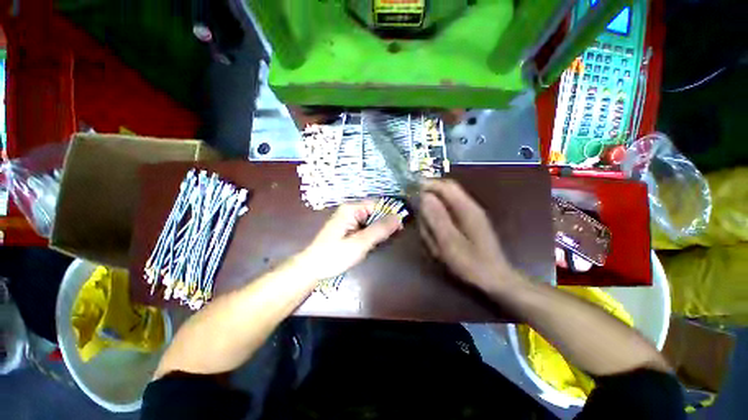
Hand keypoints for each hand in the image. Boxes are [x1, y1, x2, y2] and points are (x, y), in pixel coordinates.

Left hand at [294, 201, 401, 281]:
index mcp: (351, 208)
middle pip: (375, 211)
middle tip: (390, 240)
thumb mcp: (360, 243)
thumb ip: (379, 229)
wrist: (312, 268)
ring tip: (380, 244)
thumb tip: (399, 217)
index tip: (400, 228)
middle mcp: (351, 210)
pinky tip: (372, 245)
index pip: (377, 204)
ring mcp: (349, 219)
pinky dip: (371, 235)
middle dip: (384, 224)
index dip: (390, 214)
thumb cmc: (334, 255)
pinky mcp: (349, 228)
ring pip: (371, 220)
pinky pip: (365, 227)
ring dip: (378, 231)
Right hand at [419, 179, 523, 293]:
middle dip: (428, 199)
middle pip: (445, 193)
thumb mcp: (450, 242)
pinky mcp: (467, 224)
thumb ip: (437, 218)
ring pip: (445, 204)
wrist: (495, 280)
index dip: (427, 184)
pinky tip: (435, 237)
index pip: (445, 186)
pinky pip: (448, 216)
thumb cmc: (472, 263)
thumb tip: (424, 196)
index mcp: (467, 208)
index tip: (410, 190)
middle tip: (416, 212)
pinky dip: (437, 223)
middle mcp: (469, 207)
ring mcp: (469, 215)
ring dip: (432, 214)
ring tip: (427, 233)